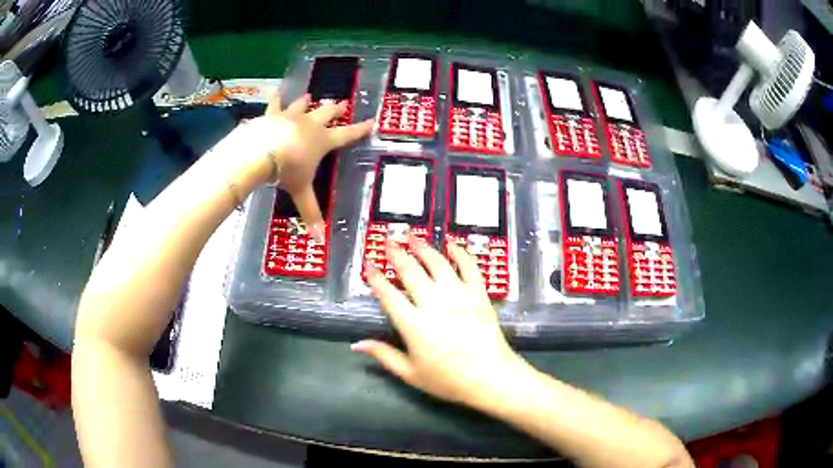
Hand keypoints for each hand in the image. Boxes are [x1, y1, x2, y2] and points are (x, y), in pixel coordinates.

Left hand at [231, 93, 372, 239]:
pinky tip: (277, 91)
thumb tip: (320, 240)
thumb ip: (310, 212)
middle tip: (343, 104)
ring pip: (302, 106)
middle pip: (326, 114)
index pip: (346, 135)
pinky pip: (275, 104)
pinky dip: (276, 99)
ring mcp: (291, 117)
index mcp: (322, 141)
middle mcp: (310, 125)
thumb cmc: (287, 170)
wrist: (262, 150)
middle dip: (335, 110)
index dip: (359, 130)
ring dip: (306, 101)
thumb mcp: (301, 191)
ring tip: (309, 95)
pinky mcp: (272, 115)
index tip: (371, 121)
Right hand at [352, 236, 524, 405]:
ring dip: (423, 248)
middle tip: (389, 241)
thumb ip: (384, 356)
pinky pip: (469, 267)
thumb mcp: (411, 373)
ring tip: (413, 236)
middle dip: (397, 254)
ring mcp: (459, 296)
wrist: (491, 378)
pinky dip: (459, 252)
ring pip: (438, 264)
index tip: (368, 265)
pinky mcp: (479, 294)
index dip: (376, 279)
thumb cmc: (448, 380)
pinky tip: (451, 243)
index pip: (389, 295)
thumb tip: (356, 344)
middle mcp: (434, 304)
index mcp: (414, 325)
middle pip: (411, 272)